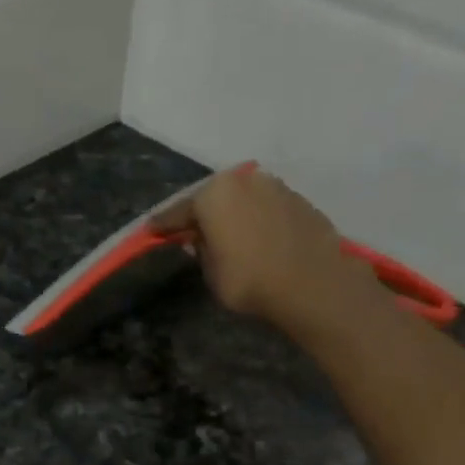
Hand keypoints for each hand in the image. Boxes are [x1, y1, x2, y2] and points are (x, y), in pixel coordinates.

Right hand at [151, 162, 370, 330]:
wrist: (314, 284)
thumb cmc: (250, 280)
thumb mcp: (212, 273)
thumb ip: (201, 251)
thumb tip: (198, 240)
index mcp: (213, 195)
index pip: (179, 211)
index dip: (163, 225)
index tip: (150, 231)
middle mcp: (243, 180)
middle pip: (213, 198)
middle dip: (201, 215)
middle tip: (190, 232)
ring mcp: (275, 187)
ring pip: (242, 199)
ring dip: (232, 214)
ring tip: (225, 235)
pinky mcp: (299, 200)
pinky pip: (266, 208)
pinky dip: (256, 219)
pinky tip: (255, 238)